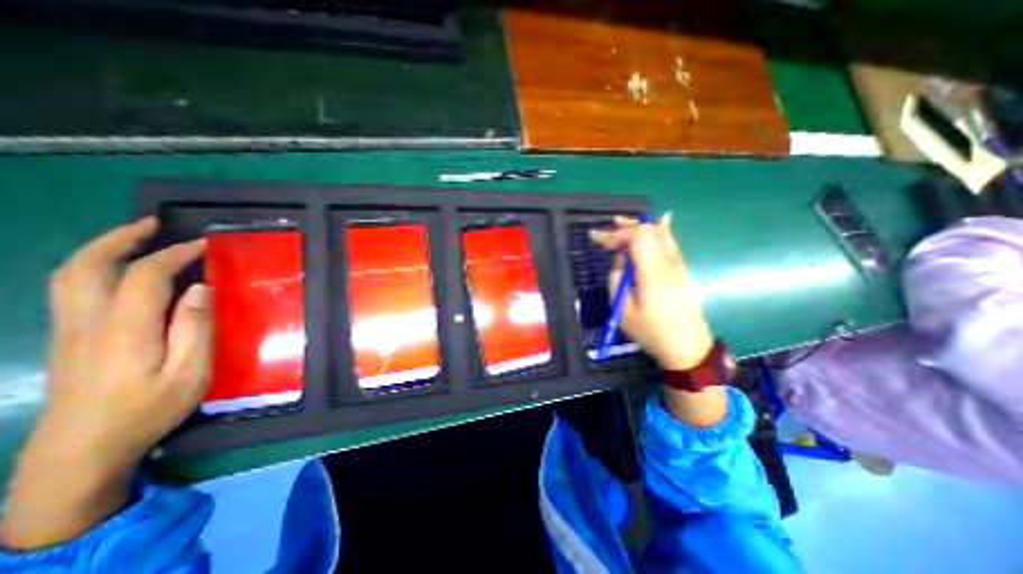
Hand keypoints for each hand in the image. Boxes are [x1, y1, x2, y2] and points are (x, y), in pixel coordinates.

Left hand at [0, 217, 209, 548]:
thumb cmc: (148, 410)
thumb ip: (195, 329)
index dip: (175, 254)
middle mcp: (88, 321)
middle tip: (155, 223)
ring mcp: (69, 330)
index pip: (145, 275)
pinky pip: (71, 290)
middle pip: (89, 266)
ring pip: (70, 275)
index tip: (205, 245)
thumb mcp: (190, 372)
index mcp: (125, 329)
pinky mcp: (67, 339)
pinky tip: (119, 271)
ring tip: (137, 238)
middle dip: (122, 238)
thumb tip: (200, 290)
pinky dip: (94, 268)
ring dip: (103, 249)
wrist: (79, 452)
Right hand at [588, 216, 721, 426]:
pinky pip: (670, 243)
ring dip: (640, 227)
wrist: (687, 347)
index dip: (616, 235)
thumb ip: (617, 279)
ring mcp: (679, 266)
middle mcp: (669, 264)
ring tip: (622, 223)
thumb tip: (621, 260)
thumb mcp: (623, 309)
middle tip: (609, 226)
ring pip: (661, 235)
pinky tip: (657, 224)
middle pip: (650, 232)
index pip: (637, 239)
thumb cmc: (651, 331)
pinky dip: (658, 231)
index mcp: (653, 274)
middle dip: (627, 226)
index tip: (597, 239)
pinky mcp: (682, 271)